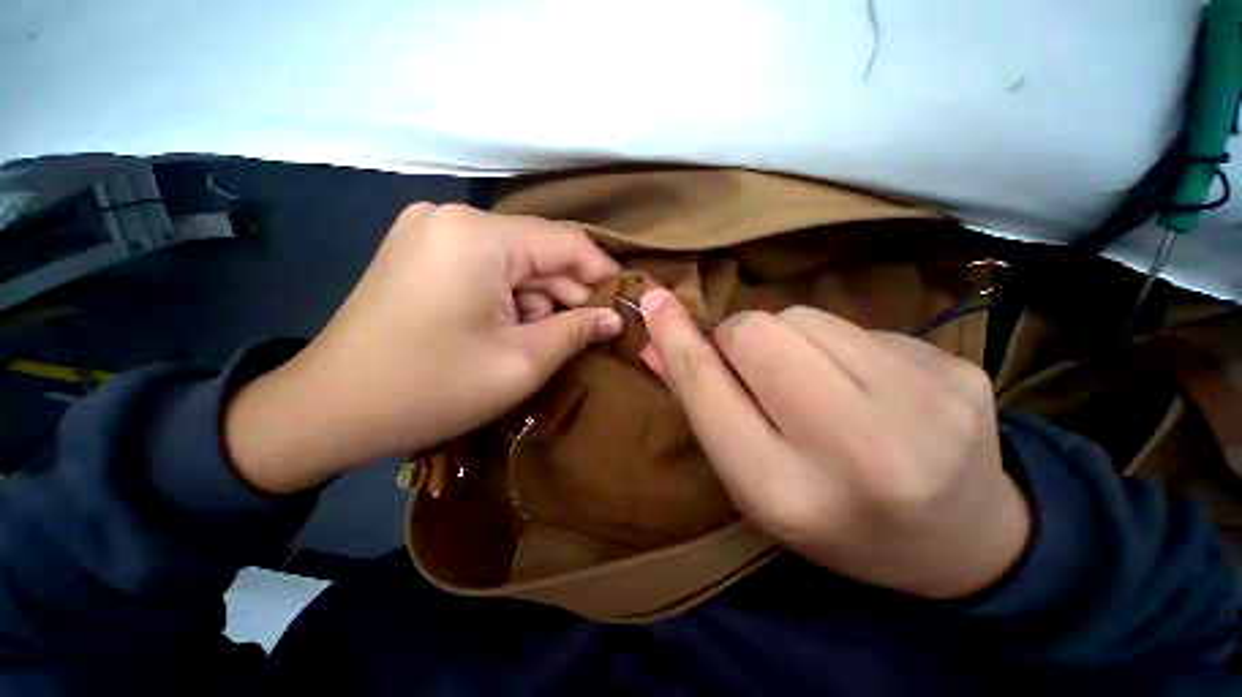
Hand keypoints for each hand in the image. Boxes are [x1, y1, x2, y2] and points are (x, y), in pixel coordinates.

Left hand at [225, 204, 622, 493]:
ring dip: (538, 301)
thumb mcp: (521, 362)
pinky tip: (510, 331)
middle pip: (538, 252)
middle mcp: (454, 219)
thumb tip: (614, 317)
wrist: (328, 411)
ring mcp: (432, 233)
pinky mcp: (422, 253)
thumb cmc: (431, 387)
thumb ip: (577, 331)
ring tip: (544, 341)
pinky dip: (510, 299)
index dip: (603, 272)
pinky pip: (488, 269)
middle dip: (569, 293)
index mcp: (479, 236)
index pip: (566, 241)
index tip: (626, 301)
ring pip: (514, 263)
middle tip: (592, 333)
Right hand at [638, 290, 1030, 598]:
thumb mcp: (753, 481)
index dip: (675, 338)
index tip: (654, 300)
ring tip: (816, 382)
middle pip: (757, 333)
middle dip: (738, 337)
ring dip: (791, 338)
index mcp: (785, 491)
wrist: (958, 542)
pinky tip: (871, 386)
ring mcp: (924, 408)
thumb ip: (702, 406)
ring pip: (806, 317)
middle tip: (752, 363)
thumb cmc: (832, 519)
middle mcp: (855, 453)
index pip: (708, 387)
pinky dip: (842, 346)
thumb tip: (655, 345)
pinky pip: (861, 325)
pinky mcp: (961, 375)